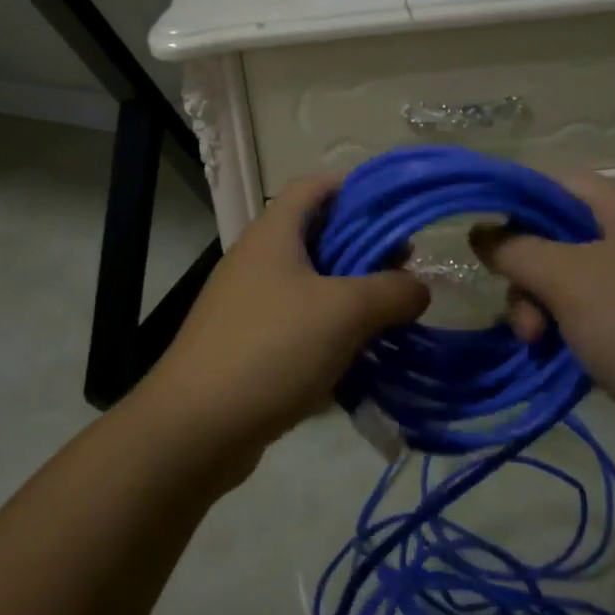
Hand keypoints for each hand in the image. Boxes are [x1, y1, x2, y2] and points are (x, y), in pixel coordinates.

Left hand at [146, 174, 429, 455]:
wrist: (195, 428)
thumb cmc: (271, 349)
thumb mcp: (343, 312)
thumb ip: (391, 292)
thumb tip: (418, 288)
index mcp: (273, 233)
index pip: (315, 186)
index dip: (356, 189)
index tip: (397, 211)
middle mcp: (257, 260)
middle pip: (317, 236)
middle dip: (364, 250)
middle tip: (405, 271)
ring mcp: (249, 304)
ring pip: (310, 286)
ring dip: (351, 296)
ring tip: (392, 316)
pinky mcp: (249, 345)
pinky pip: (298, 326)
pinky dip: (330, 334)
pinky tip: (360, 358)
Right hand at [471, 172, 614, 460]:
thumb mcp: (565, 279)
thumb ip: (514, 249)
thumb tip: (478, 232)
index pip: (559, 184)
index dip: (518, 204)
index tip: (487, 239)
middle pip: (559, 236)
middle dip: (528, 273)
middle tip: (522, 314)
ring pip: (569, 277)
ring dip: (540, 305)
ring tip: (535, 342)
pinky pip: (590, 309)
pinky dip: (565, 325)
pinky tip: (551, 352)